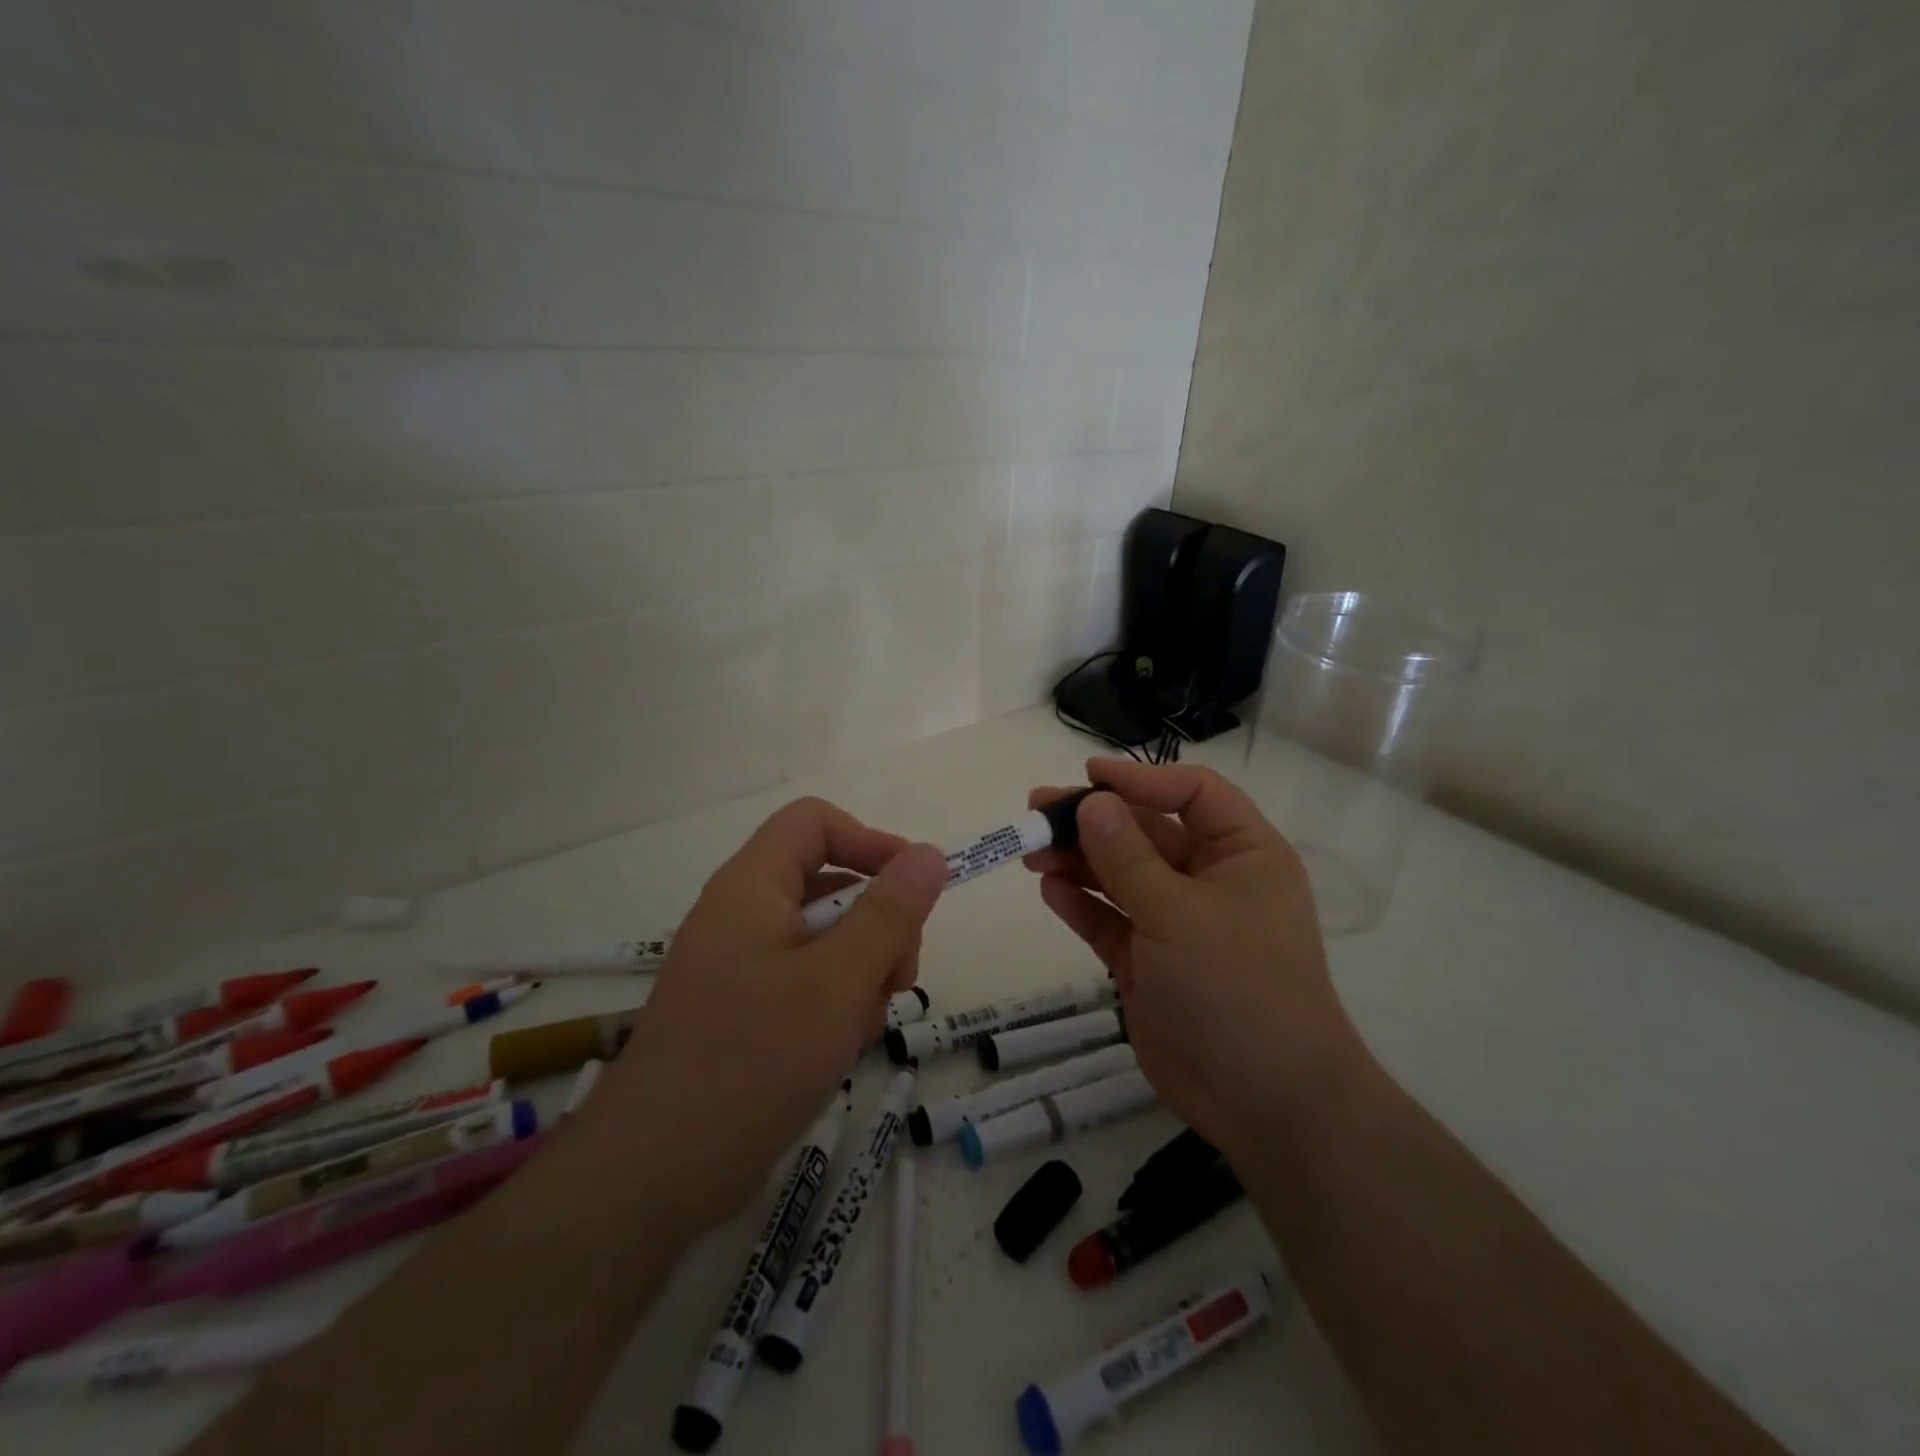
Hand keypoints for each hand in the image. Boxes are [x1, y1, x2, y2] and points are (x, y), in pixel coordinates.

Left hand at [594, 797, 946, 1234]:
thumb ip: (889, 914)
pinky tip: (840, 1048)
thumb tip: (929, 854)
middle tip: (897, 979)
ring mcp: (741, 965)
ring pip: (825, 939)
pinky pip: (806, 981)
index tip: (913, 892)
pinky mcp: (744, 1009)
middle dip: (877, 924)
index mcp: (752, 887)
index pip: (815, 823)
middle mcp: (742, 915)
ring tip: (861, 1025)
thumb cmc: (752, 1061)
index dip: (870, 843)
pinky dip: (835, 1003)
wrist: (654, 1175)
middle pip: (829, 883)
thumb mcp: (838, 982)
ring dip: (861, 971)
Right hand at [1025, 759, 1365, 1163]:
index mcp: (1242, 855)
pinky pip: (1110, 920)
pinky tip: (1049, 889)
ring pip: (1121, 876)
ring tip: (1032, 850)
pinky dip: (1081, 904)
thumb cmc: (1236, 988)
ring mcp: (1177, 923)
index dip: (1141, 778)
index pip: (1193, 794)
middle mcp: (1210, 881)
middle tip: (1037, 809)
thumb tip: (1090, 802)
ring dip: (1078, 860)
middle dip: (1094, 820)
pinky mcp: (1149, 961)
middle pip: (1147, 832)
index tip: (1089, 775)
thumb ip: (1127, 857)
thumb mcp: (1178, 914)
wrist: (1265, 1103)